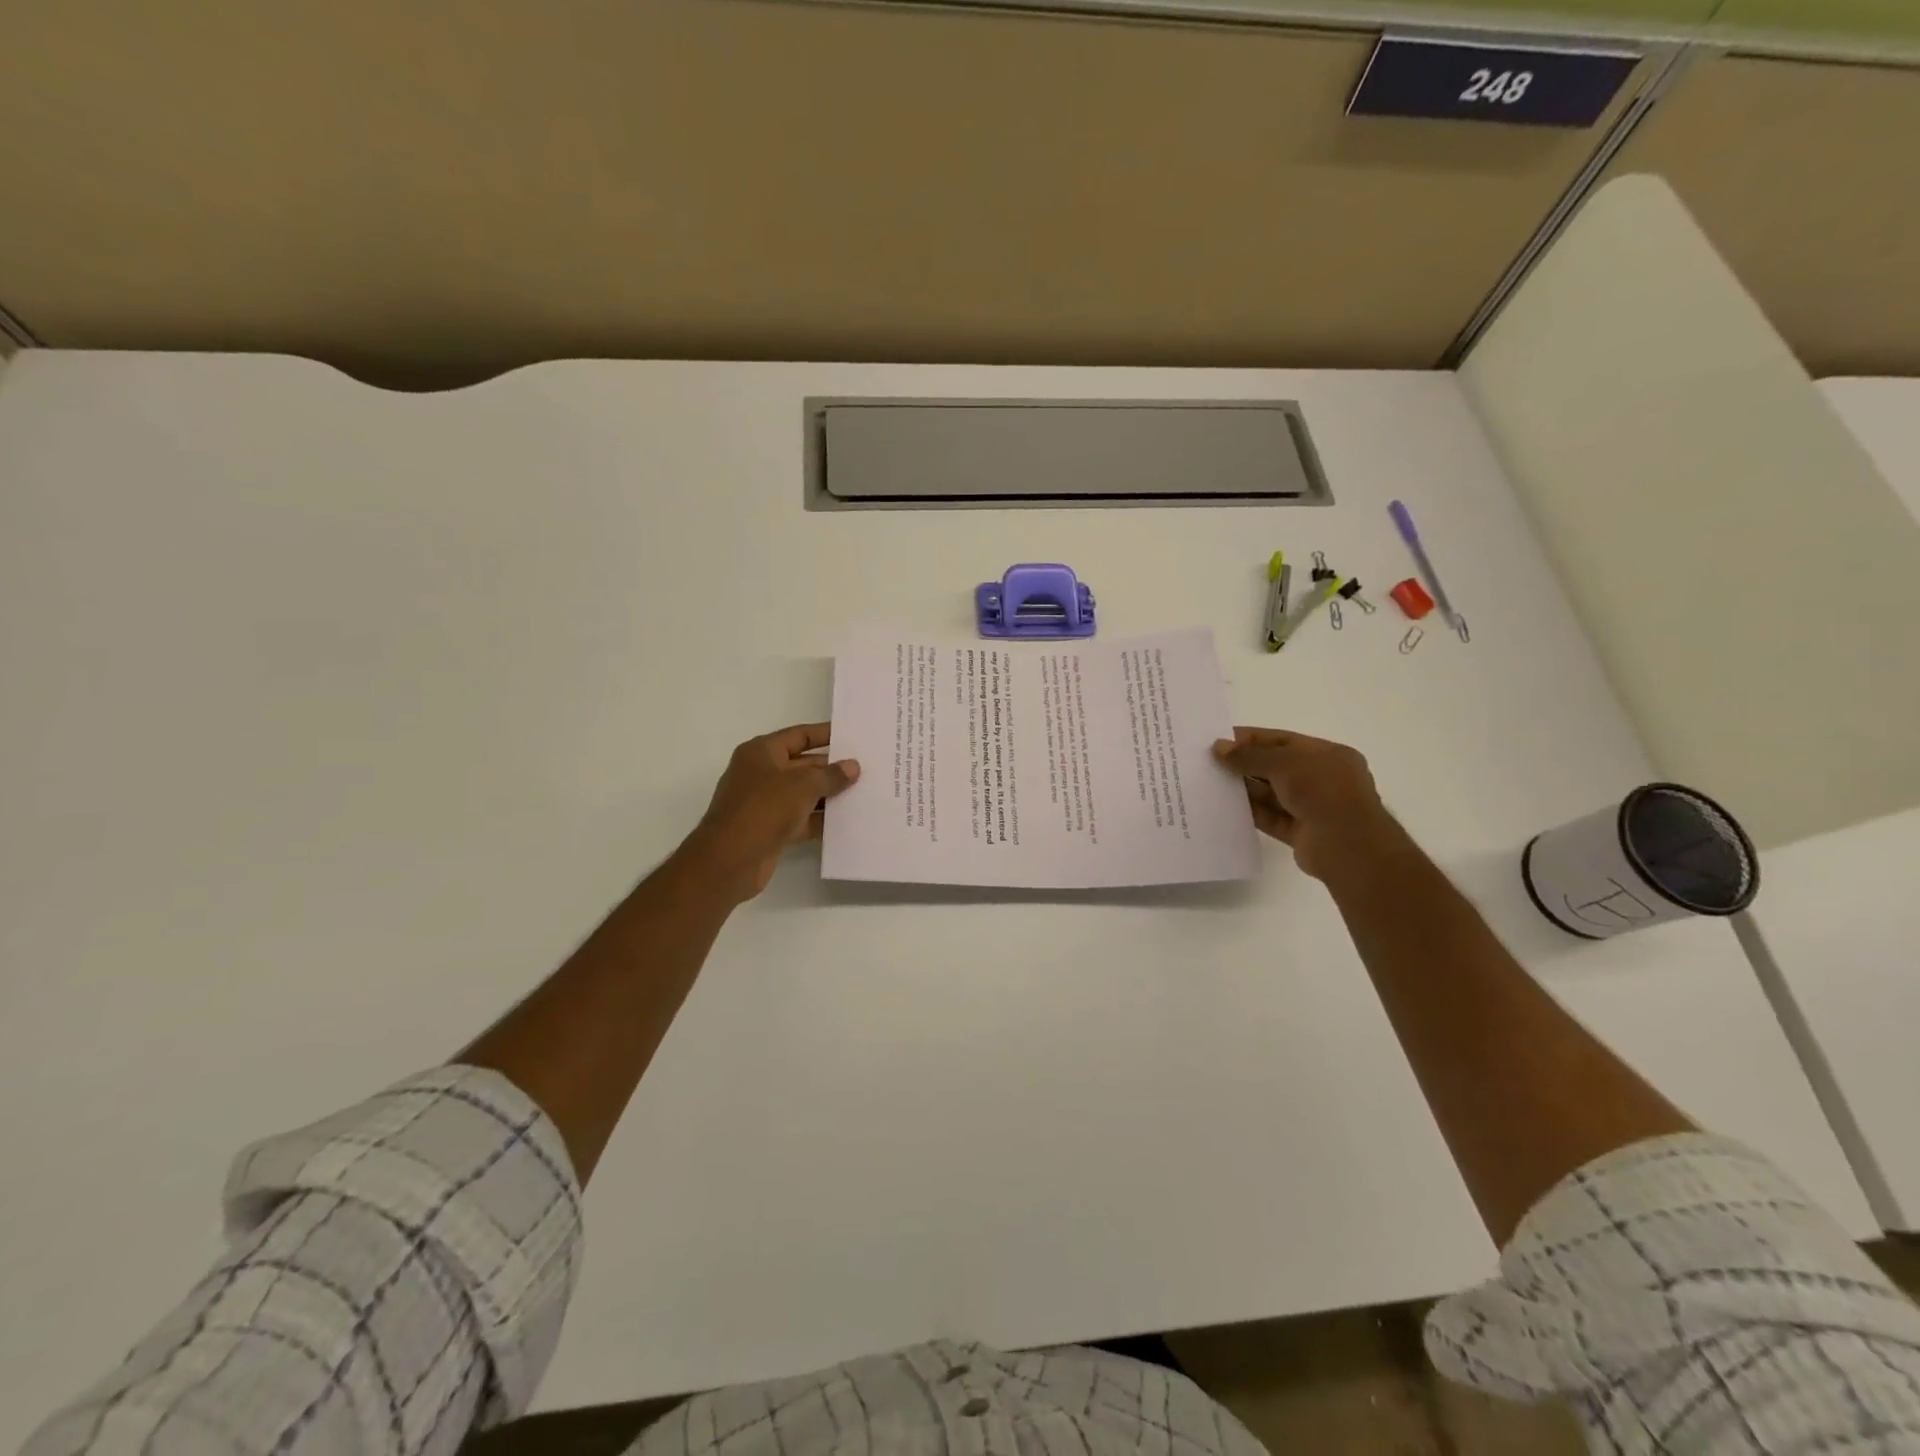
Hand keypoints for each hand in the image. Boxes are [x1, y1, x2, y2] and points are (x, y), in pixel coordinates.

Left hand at [682, 723, 860, 901]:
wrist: (730, 860)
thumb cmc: (764, 809)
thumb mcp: (803, 785)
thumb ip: (830, 775)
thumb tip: (852, 766)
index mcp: (761, 752)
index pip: (799, 735)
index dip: (826, 734)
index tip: (852, 736)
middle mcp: (761, 773)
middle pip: (803, 765)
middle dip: (832, 768)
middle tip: (866, 769)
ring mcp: (765, 803)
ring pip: (804, 794)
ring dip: (829, 795)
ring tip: (863, 794)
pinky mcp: (771, 829)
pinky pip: (801, 819)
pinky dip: (820, 820)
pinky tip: (846, 822)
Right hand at [1213, 727, 1397, 880]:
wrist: (1347, 845)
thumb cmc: (1323, 791)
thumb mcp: (1284, 763)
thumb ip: (1250, 755)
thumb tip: (1219, 748)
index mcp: (1328, 756)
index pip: (1284, 741)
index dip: (1253, 738)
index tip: (1221, 739)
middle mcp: (1323, 779)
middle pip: (1277, 767)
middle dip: (1246, 763)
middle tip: (1210, 762)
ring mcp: (1313, 808)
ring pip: (1272, 794)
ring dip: (1246, 788)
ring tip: (1212, 783)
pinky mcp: (1301, 833)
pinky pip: (1271, 818)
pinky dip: (1251, 812)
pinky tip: (1225, 807)